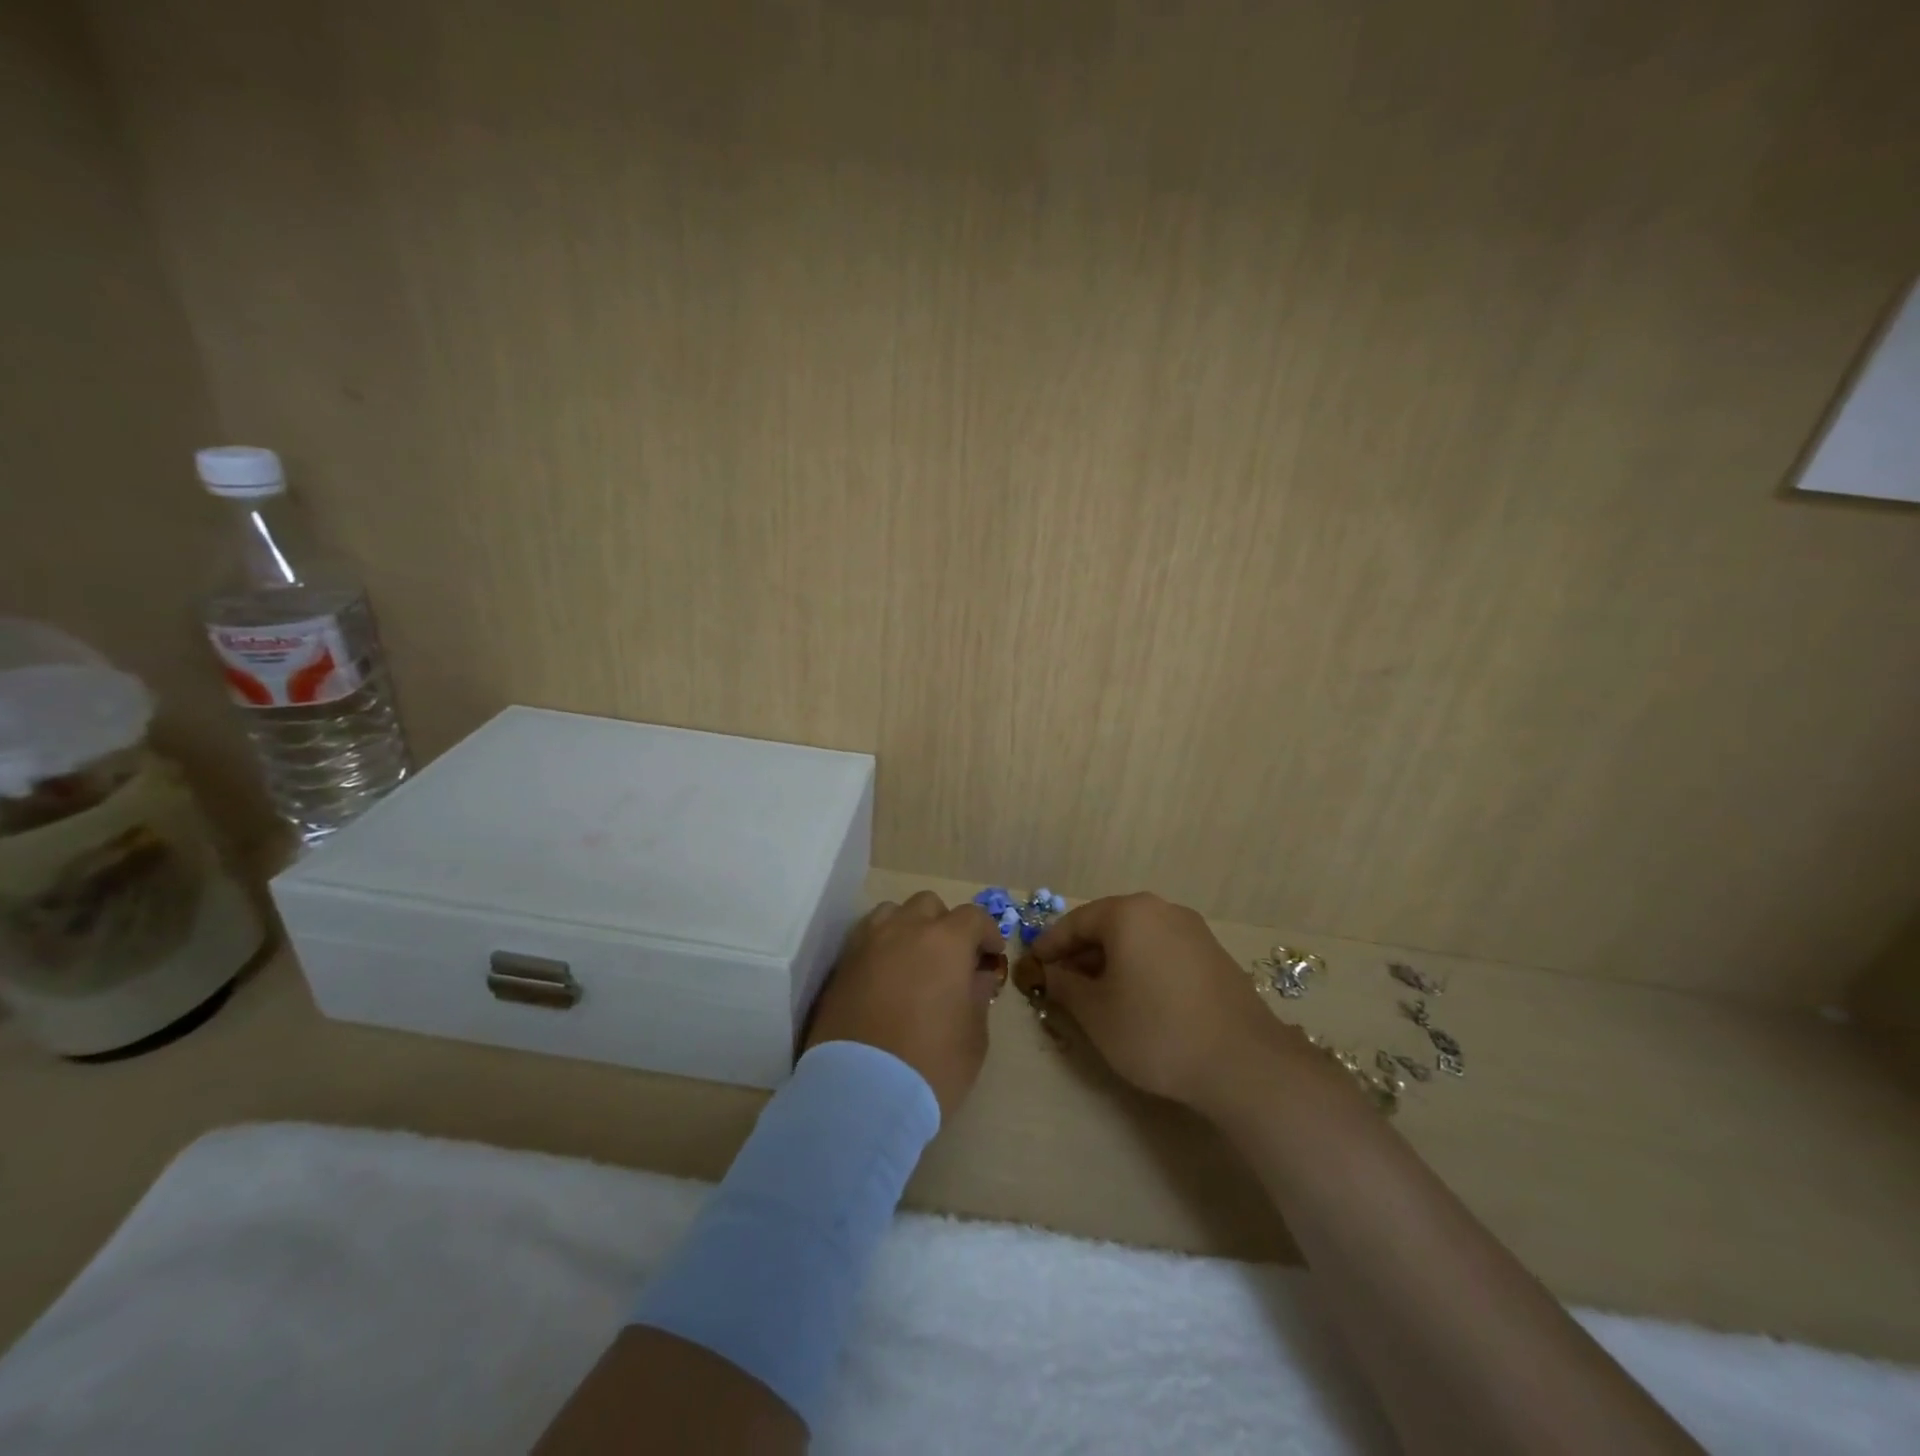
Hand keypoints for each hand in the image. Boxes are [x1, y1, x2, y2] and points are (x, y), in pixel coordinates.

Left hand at [805, 891, 1004, 1120]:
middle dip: (945, 924)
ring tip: (913, 959)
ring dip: (908, 927)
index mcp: (946, 941)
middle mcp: (905, 929)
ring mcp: (868, 943)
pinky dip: (880, 944)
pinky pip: (866, 936)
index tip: (991, 956)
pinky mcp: (841, 964)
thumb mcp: (974, 1037)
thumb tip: (977, 976)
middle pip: (929, 905)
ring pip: (892, 912)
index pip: (973, 916)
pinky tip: (885, 974)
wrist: (860, 1092)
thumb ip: (978, 996)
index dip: (987, 933)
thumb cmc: (931, 1064)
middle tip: (951, 959)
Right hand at [1019, 892, 1297, 1113]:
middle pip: (1109, 925)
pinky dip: (1140, 967)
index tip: (1032, 965)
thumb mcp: (1096, 1012)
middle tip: (1060, 982)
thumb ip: (1065, 986)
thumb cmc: (1155, 1030)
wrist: (1243, 1063)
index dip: (1050, 944)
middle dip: (1081, 953)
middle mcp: (1162, 910)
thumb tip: (1050, 974)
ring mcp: (1193, 931)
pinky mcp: (1214, 956)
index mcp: (1129, 913)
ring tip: (1095, 994)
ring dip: (1111, 961)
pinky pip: (1162, 951)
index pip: (1077, 921)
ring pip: (1138, 938)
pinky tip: (1136, 998)